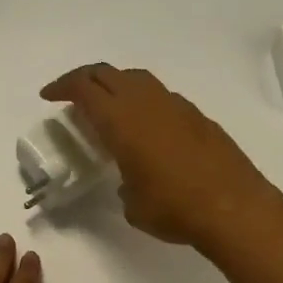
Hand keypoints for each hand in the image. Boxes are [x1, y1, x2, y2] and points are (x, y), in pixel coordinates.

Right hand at [42, 64, 282, 252]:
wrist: (233, 207)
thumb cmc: (173, 208)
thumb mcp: (133, 205)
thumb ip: (124, 184)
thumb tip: (130, 181)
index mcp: (121, 120)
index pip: (84, 88)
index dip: (62, 87)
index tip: (49, 96)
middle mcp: (147, 103)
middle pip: (109, 74)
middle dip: (86, 79)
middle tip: (73, 95)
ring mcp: (177, 106)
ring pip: (138, 80)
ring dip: (117, 86)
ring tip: (110, 108)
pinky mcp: (199, 118)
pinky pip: (162, 98)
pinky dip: (145, 103)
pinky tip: (148, 128)